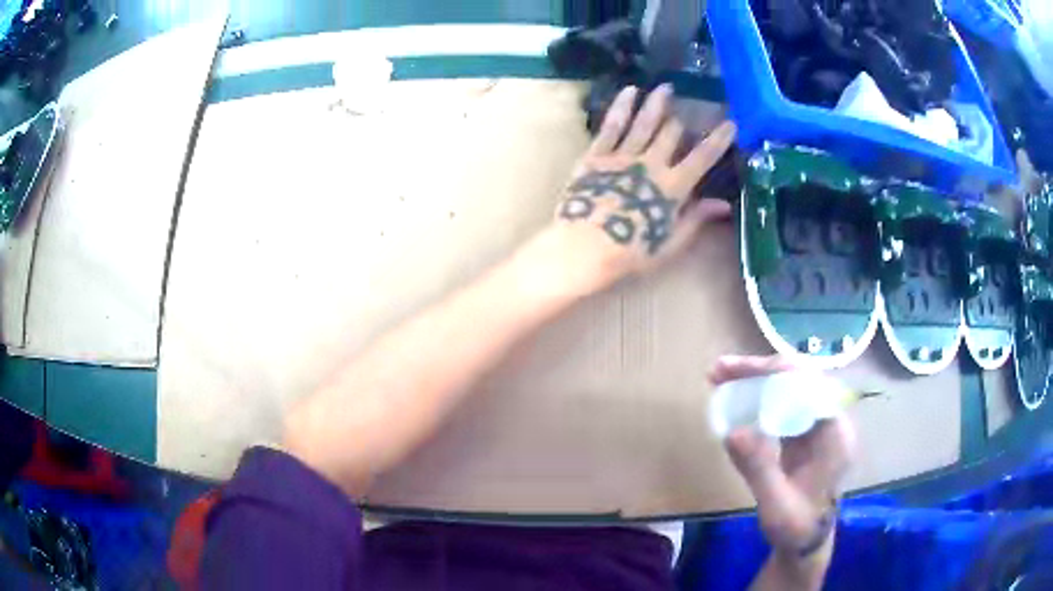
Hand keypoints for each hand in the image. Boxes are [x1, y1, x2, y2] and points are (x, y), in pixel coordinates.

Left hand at [555, 84, 735, 278]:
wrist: (584, 247)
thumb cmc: (631, 251)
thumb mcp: (671, 242)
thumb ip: (696, 218)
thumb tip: (723, 204)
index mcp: (673, 186)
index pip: (702, 157)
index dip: (718, 140)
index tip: (731, 123)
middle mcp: (651, 163)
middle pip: (671, 134)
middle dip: (683, 119)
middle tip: (690, 106)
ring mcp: (622, 156)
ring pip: (643, 123)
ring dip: (656, 104)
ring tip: (665, 87)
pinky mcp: (596, 155)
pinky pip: (612, 126)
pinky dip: (621, 107)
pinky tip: (629, 91)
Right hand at [710, 355, 855, 555]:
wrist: (807, 543)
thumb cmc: (797, 528)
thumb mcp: (777, 506)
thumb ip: (759, 470)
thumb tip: (732, 431)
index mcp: (833, 435)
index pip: (807, 385)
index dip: (771, 372)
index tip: (734, 371)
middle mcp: (830, 422)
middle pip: (799, 380)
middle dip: (760, 371)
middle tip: (719, 372)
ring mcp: (819, 427)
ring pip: (791, 389)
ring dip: (758, 380)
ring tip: (722, 378)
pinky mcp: (806, 435)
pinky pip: (784, 406)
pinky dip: (760, 399)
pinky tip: (739, 401)